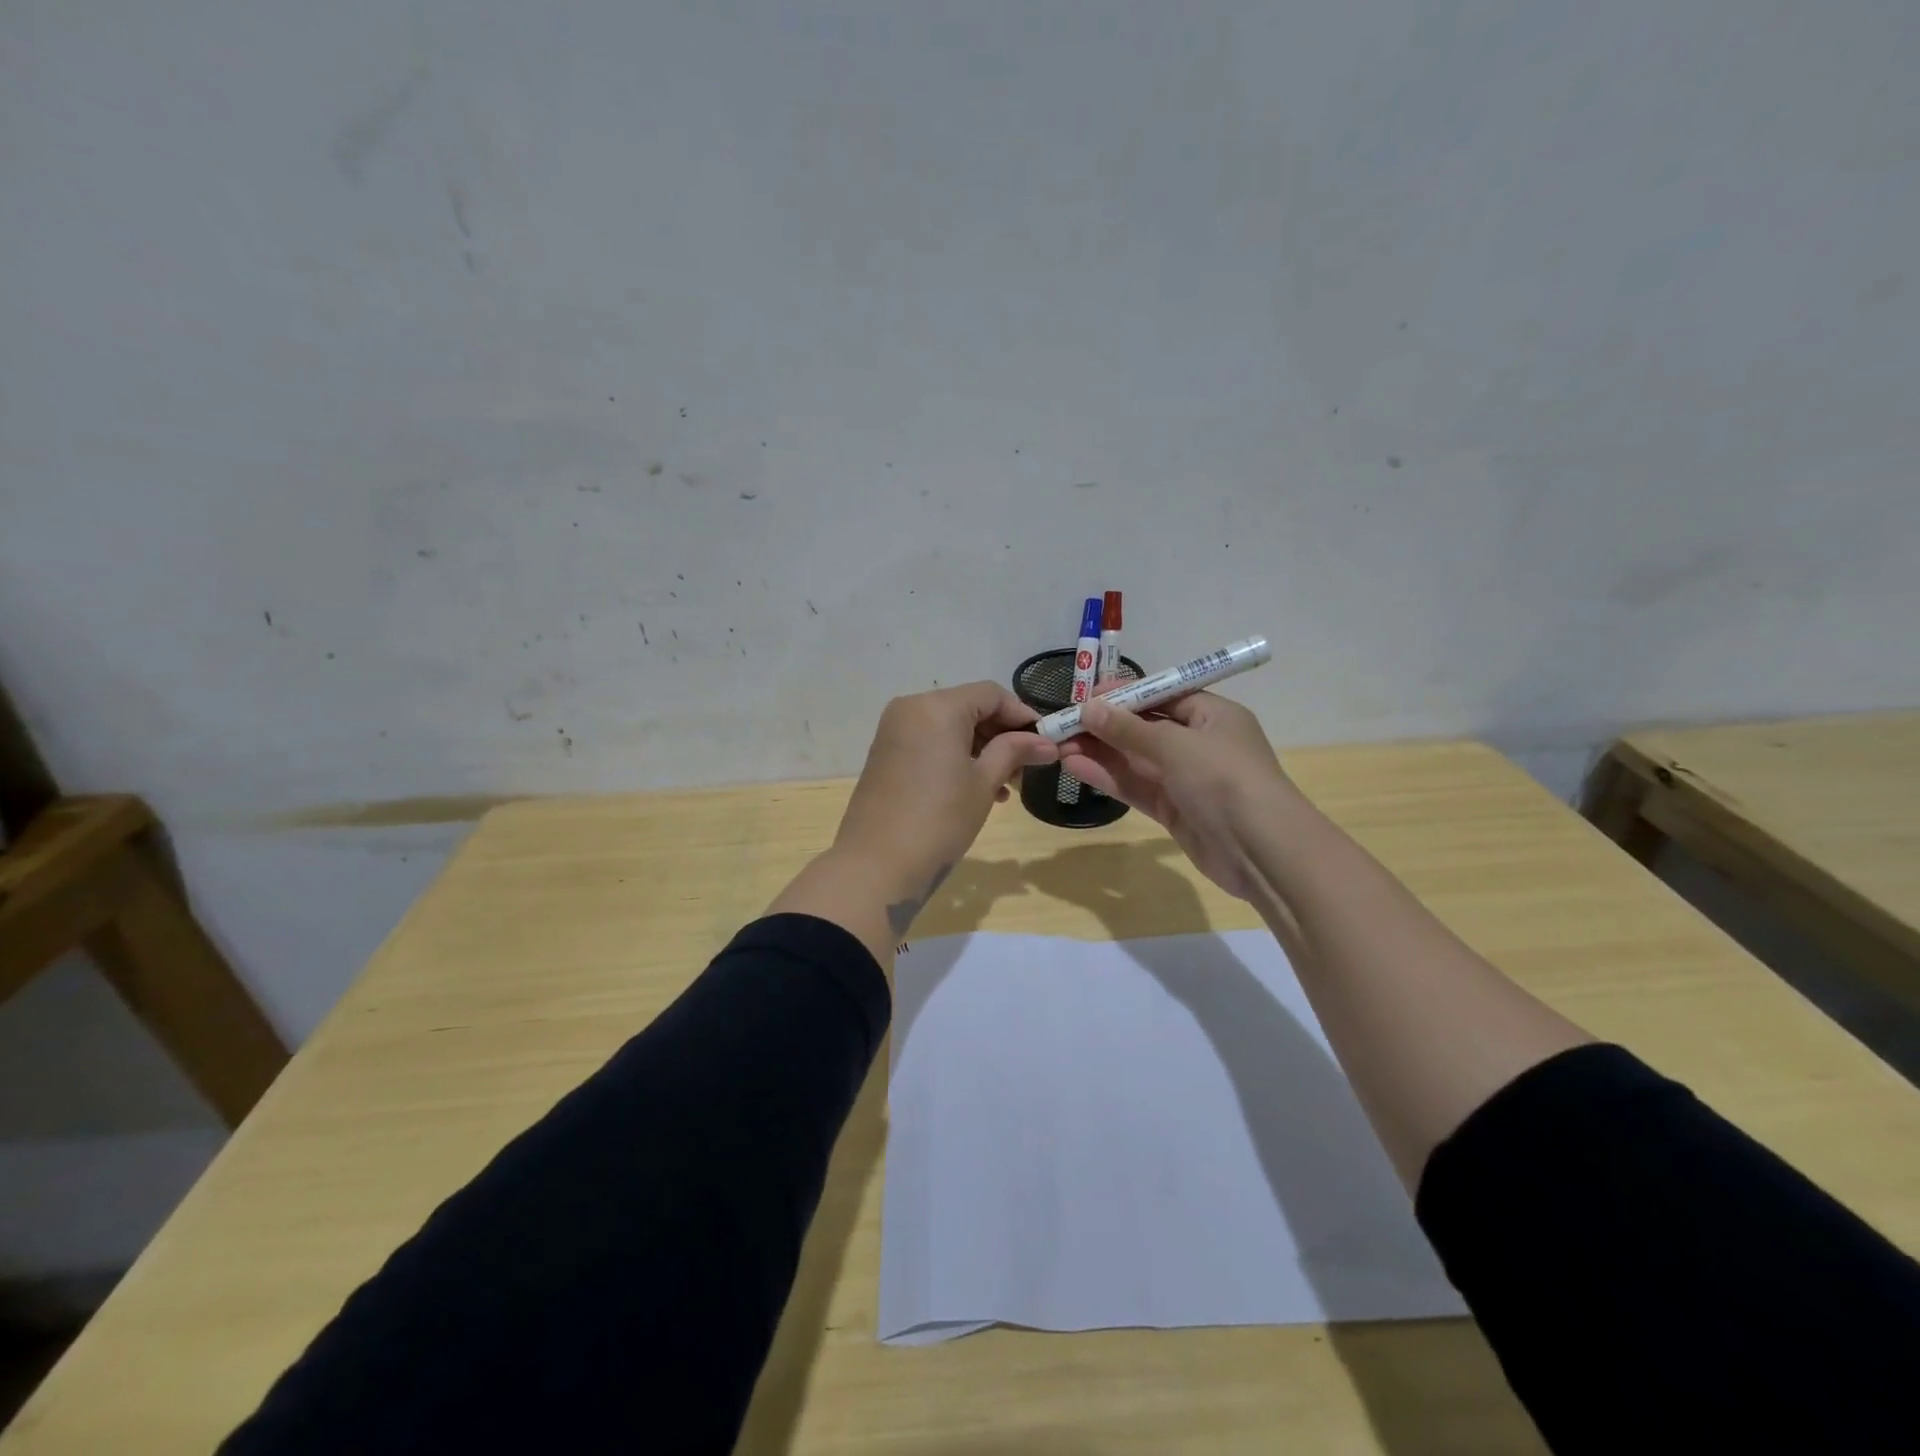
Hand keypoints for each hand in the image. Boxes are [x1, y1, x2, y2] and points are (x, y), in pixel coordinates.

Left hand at [833, 681, 1057, 933]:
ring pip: (950, 726)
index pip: (991, 694)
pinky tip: (976, 788)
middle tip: (1026, 768)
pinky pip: (929, 742)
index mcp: (937, 707)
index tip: (1045, 742)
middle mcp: (911, 707)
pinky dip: (955, 756)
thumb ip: (1014, 752)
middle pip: (969, 707)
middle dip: (1001, 734)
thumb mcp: (983, 783)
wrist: (877, 865)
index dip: (1022, 715)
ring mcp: (894, 731)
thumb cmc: (939, 819)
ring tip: (1004, 786)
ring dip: (981, 749)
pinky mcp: (885, 753)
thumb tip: (1047, 743)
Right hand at [1056, 690, 1294, 899]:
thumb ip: (1129, 729)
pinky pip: (1136, 786)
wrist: (1262, 851)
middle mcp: (1199, 743)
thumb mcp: (1176, 746)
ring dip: (1100, 751)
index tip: (1085, 696)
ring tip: (1059, 745)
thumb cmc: (1225, 780)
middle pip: (1144, 727)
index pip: (1162, 695)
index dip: (1124, 695)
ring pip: (1136, 759)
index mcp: (1212, 715)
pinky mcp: (1174, 810)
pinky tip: (1075, 767)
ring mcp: (1186, 779)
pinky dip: (1108, 777)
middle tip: (1063, 723)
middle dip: (1105, 725)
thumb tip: (1089, 708)